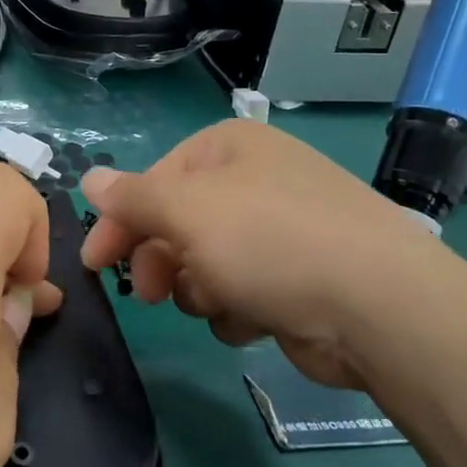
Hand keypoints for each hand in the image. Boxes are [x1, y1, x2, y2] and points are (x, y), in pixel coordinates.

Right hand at [80, 120, 454, 388]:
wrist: (379, 307)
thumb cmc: (269, 241)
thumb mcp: (185, 211)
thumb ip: (130, 196)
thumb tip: (87, 178)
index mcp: (229, 148)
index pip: (153, 180)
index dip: (120, 221)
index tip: (95, 263)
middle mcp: (255, 180)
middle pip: (178, 223)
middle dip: (161, 261)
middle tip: (151, 294)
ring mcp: (282, 229)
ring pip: (205, 263)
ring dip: (200, 288)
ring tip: (219, 301)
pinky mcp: (300, 278)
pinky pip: (242, 291)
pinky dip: (238, 308)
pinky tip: (255, 318)